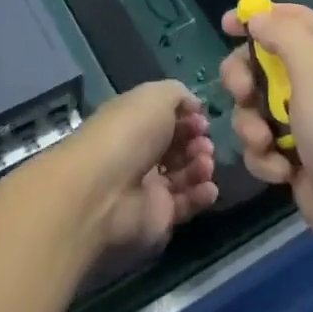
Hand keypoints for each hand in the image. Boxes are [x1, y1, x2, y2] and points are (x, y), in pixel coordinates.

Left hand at [61, 81, 218, 253]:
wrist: (104, 192)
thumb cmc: (129, 134)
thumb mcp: (155, 96)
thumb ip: (179, 94)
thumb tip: (194, 107)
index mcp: (134, 122)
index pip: (166, 118)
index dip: (187, 117)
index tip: (201, 120)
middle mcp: (139, 153)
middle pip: (178, 146)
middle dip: (197, 142)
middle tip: (203, 144)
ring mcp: (148, 187)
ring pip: (185, 174)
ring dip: (201, 166)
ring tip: (204, 164)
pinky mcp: (157, 217)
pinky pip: (186, 204)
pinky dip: (201, 195)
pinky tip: (208, 188)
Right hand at [219, 5, 312, 265]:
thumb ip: (284, 36)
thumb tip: (257, 16)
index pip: (290, 18)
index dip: (257, 17)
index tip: (224, 26)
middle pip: (263, 62)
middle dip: (244, 79)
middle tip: (242, 94)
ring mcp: (305, 120)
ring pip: (254, 106)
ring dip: (251, 125)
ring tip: (266, 143)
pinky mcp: (294, 154)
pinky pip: (261, 143)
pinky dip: (265, 157)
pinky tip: (281, 171)